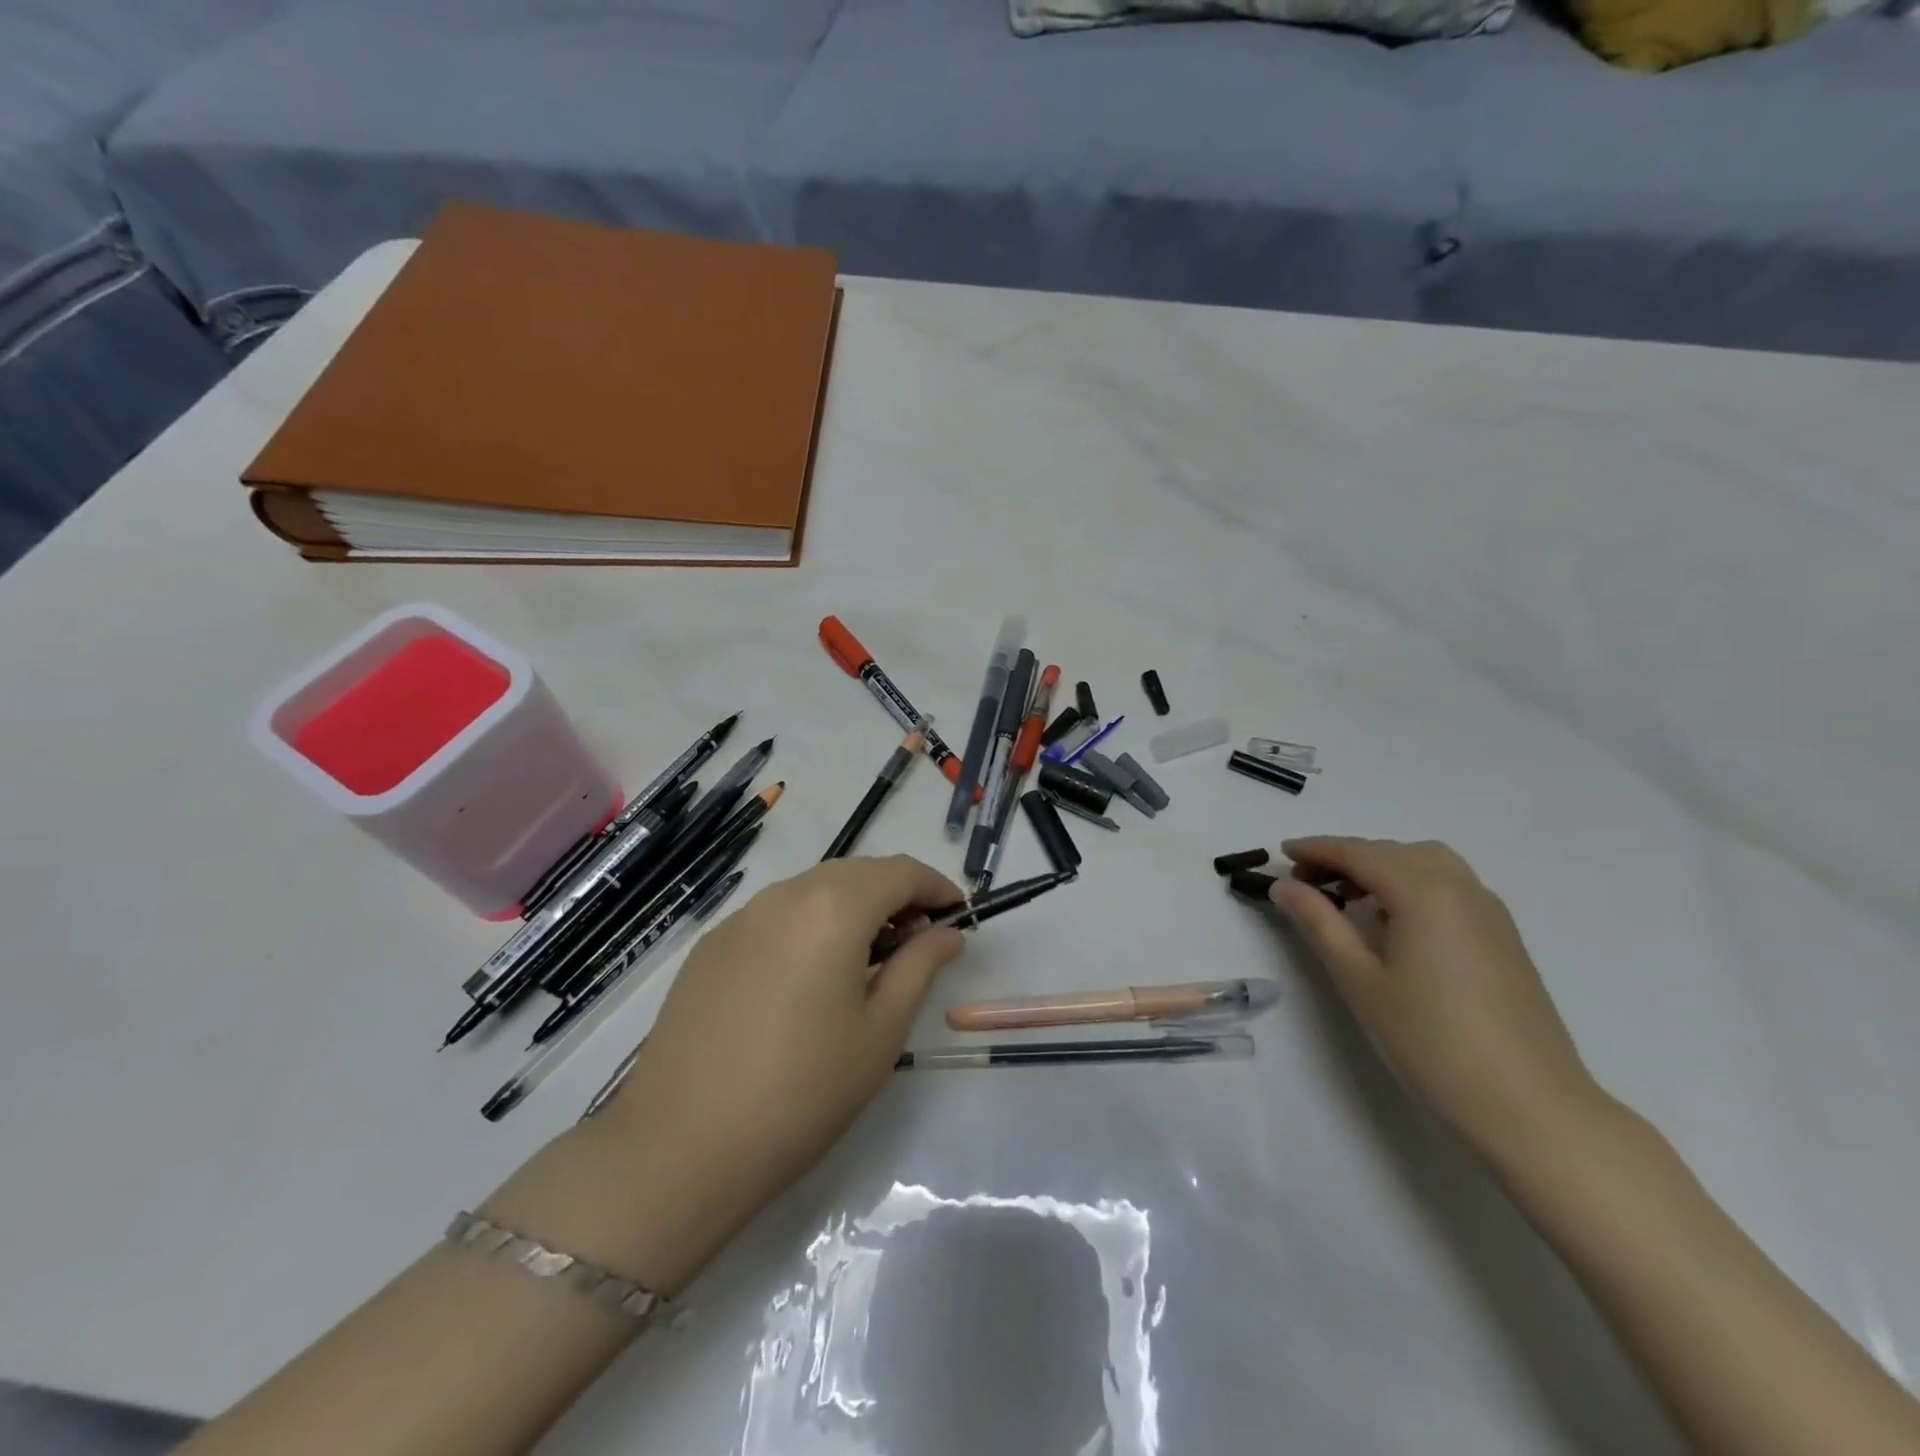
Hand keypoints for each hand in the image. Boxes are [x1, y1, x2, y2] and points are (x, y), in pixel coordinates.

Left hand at [580, 855, 965, 1284]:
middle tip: (919, 940)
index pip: (900, 872)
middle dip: (895, 894)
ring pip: (812, 889)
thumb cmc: (802, 1092)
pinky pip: (774, 914)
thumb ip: (919, 967)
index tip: (959, 916)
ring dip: (851, 906)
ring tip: (867, 957)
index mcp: (833, 908)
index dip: (936, 887)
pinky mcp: (710, 945)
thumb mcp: (880, 1032)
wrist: (680, 1147)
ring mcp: (740, 917)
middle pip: (856, 873)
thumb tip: (948, 933)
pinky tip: (808, 974)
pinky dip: (808, 924)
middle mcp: (785, 895)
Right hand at [1270, 837, 1604, 1168]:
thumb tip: (1284, 886)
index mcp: (1424, 892)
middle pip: (1393, 852)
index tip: (1281, 851)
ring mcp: (1489, 911)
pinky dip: (1413, 883)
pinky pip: (1451, 885)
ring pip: (1426, 863)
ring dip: (1382, 866)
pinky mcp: (1504, 937)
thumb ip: (1319, 922)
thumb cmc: (1430, 1041)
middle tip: (1306, 882)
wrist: (1530, 1107)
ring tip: (1349, 897)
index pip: (1360, 853)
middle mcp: (1461, 888)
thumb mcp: (1359, 979)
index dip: (1317, 848)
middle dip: (1346, 856)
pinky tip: (1395, 920)